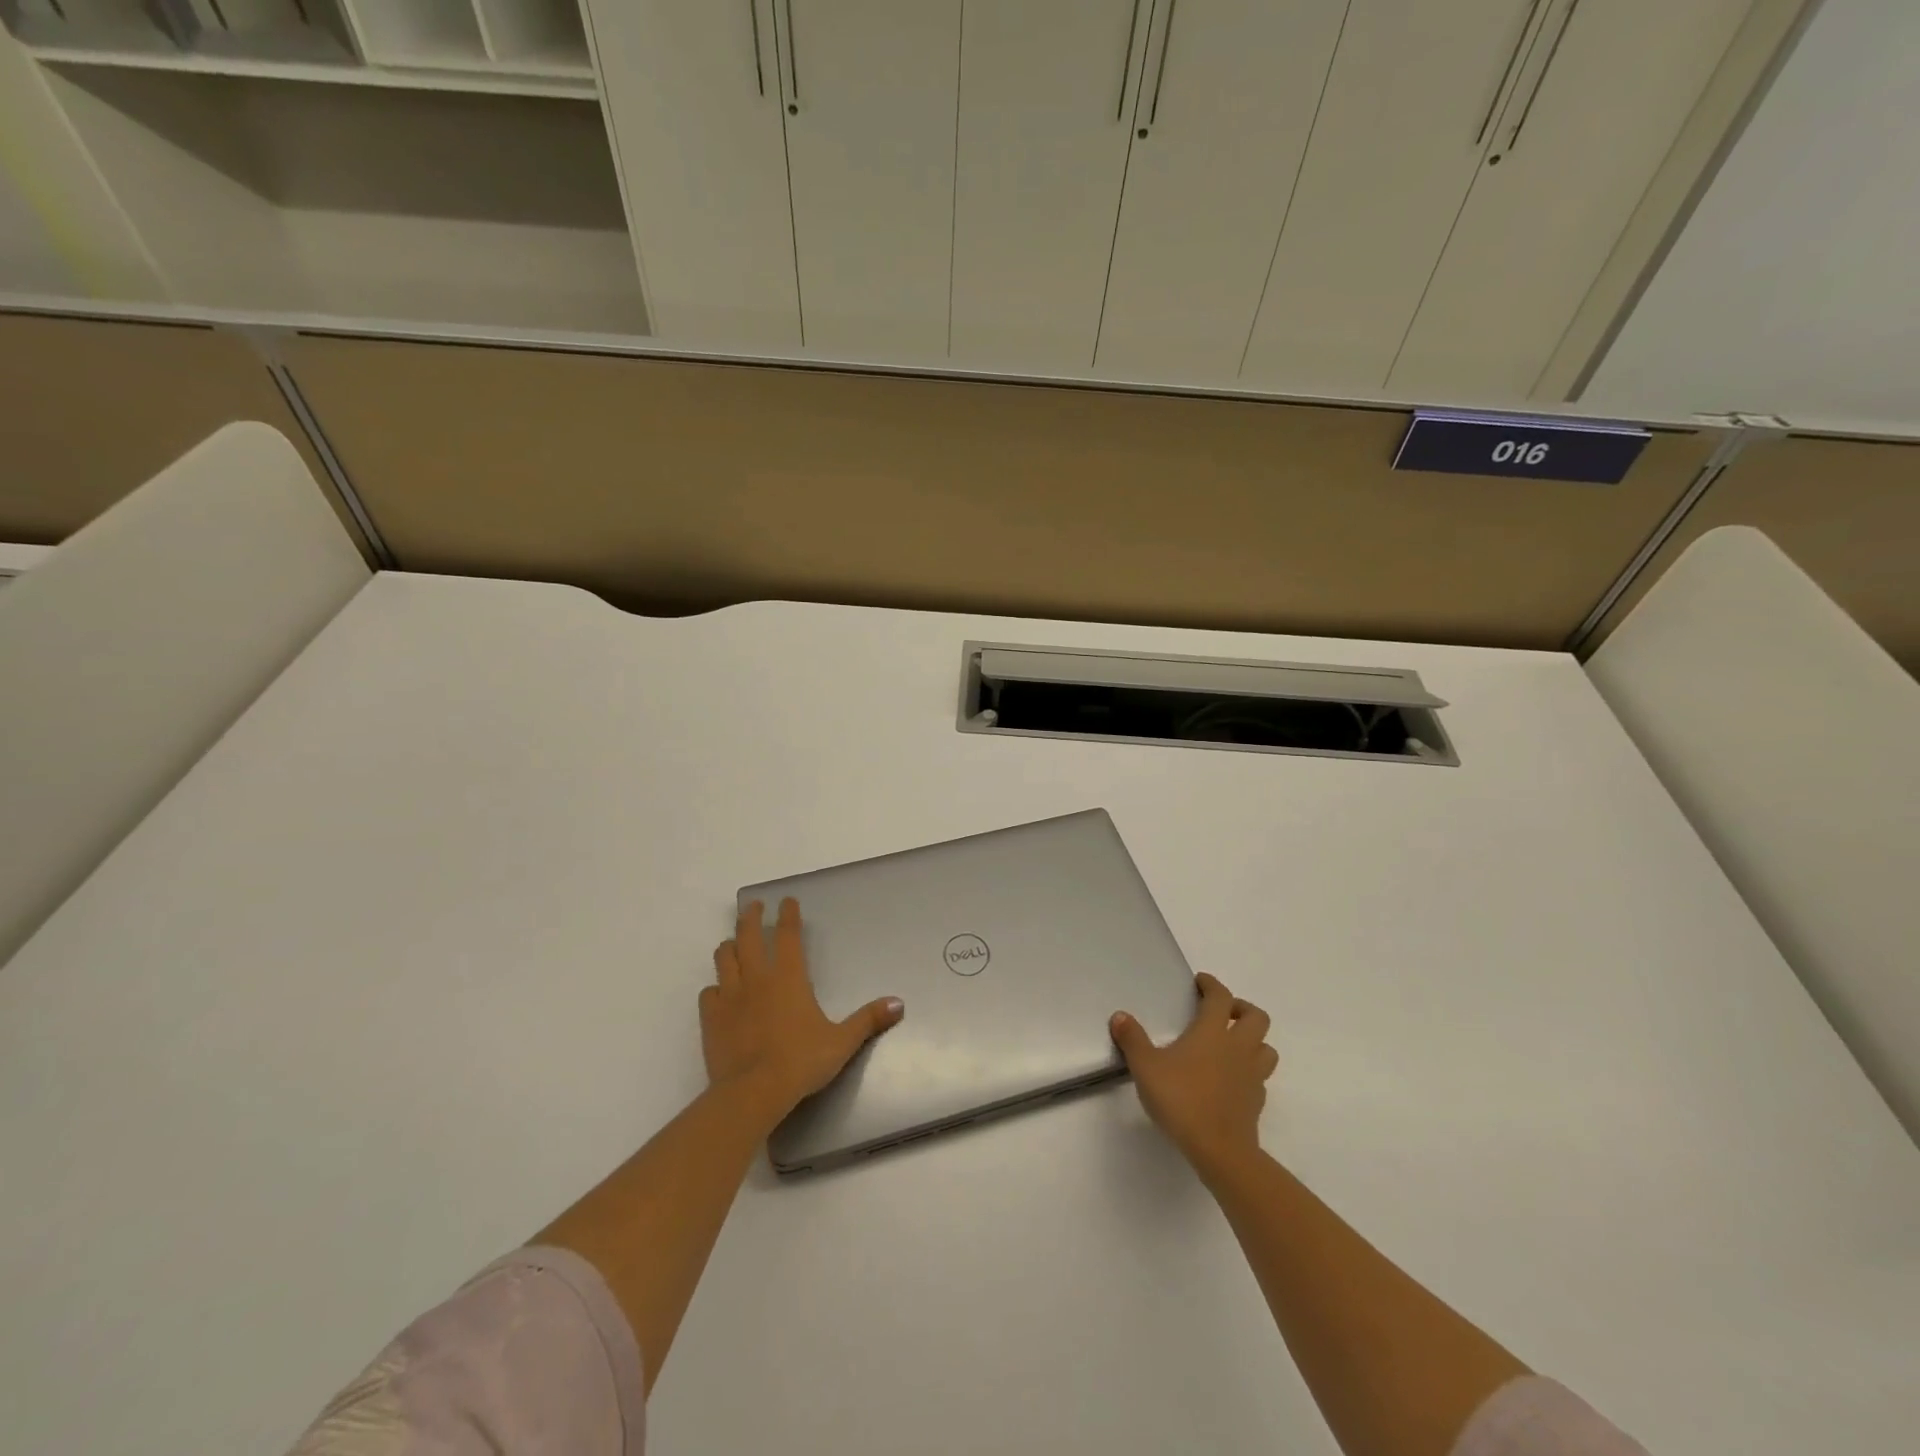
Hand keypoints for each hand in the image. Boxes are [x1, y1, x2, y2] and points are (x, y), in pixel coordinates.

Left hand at [701, 898, 903, 1126]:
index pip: (788, 935)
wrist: (754, 1092)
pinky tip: (718, 992)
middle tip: (754, 906)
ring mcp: (730, 997)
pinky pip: (708, 993)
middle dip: (751, 917)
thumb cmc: (801, 1061)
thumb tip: (899, 1003)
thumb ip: (868, 1020)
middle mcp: (757, 978)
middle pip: (748, 936)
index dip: (788, 915)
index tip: (787, 900)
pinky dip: (715, 987)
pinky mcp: (711, 1019)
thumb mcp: (842, 1042)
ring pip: (724, 958)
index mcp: (789, 977)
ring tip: (732, 943)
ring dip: (729, 946)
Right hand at [1111, 972, 1276, 1180]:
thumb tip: (1120, 1016)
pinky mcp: (1257, 1102)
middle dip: (1241, 1009)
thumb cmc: (1182, 1099)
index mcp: (1213, 1031)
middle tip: (1222, 1012)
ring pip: (1266, 1047)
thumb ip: (1132, 1040)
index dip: (1212, 985)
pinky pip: (1260, 1077)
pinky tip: (1231, 1080)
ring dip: (1253, 1040)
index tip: (1201, 982)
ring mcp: (1252, 1075)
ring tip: (1232, 1044)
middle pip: (1256, 1017)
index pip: (1221, 997)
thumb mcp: (1146, 1067)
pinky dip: (1249, 1071)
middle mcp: (1238, 1047)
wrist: (1219, 1150)